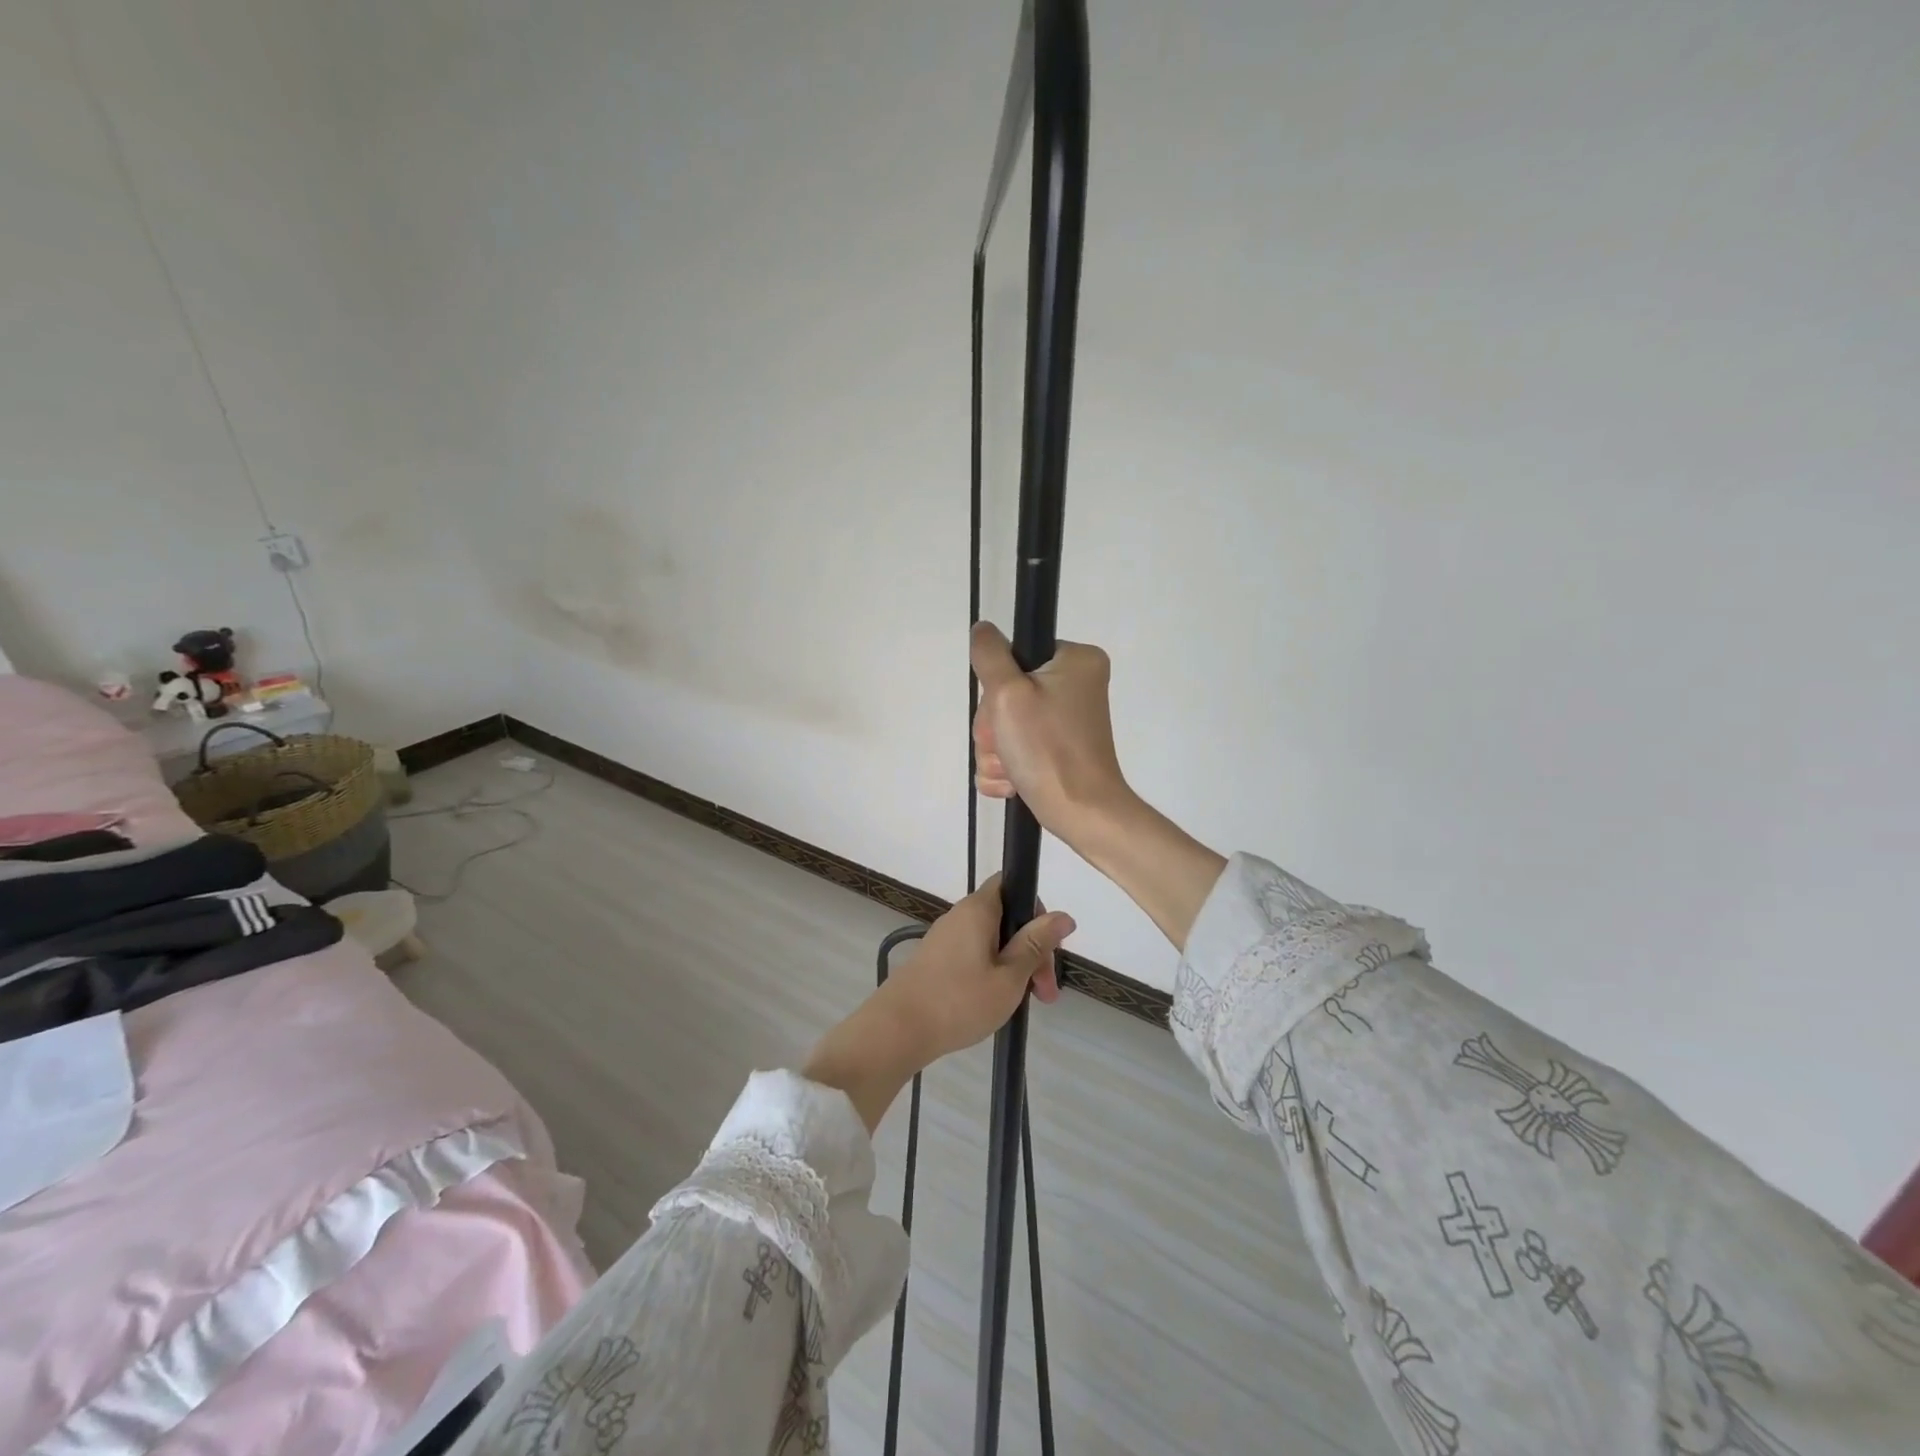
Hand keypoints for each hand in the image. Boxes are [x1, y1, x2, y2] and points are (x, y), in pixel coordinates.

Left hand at [802, 877, 1073, 1130]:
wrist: (895, 1031)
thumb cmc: (959, 1001)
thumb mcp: (1009, 977)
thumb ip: (1036, 945)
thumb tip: (1064, 915)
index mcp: (978, 909)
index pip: (1012, 885)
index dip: (1036, 909)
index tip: (1049, 947)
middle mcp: (959, 916)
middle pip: (1006, 918)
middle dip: (1031, 950)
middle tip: (1045, 994)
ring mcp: (944, 939)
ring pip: (991, 941)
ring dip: (1013, 967)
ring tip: (1024, 1004)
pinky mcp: (934, 961)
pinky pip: (973, 956)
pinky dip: (991, 973)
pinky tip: (995, 1004)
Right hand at [971, 621, 1227, 952]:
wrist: (1081, 813)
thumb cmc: (1048, 749)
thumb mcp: (1009, 693)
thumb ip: (990, 655)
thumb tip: (983, 628)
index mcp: (1077, 661)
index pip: (1015, 655)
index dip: (999, 686)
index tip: (1007, 711)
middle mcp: (1076, 685)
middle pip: (1007, 693)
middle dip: (996, 727)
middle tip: (1010, 746)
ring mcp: (1067, 720)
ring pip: (1006, 725)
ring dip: (998, 751)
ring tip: (1014, 769)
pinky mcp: (1058, 749)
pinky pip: (1016, 749)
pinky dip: (1008, 767)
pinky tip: (1016, 781)